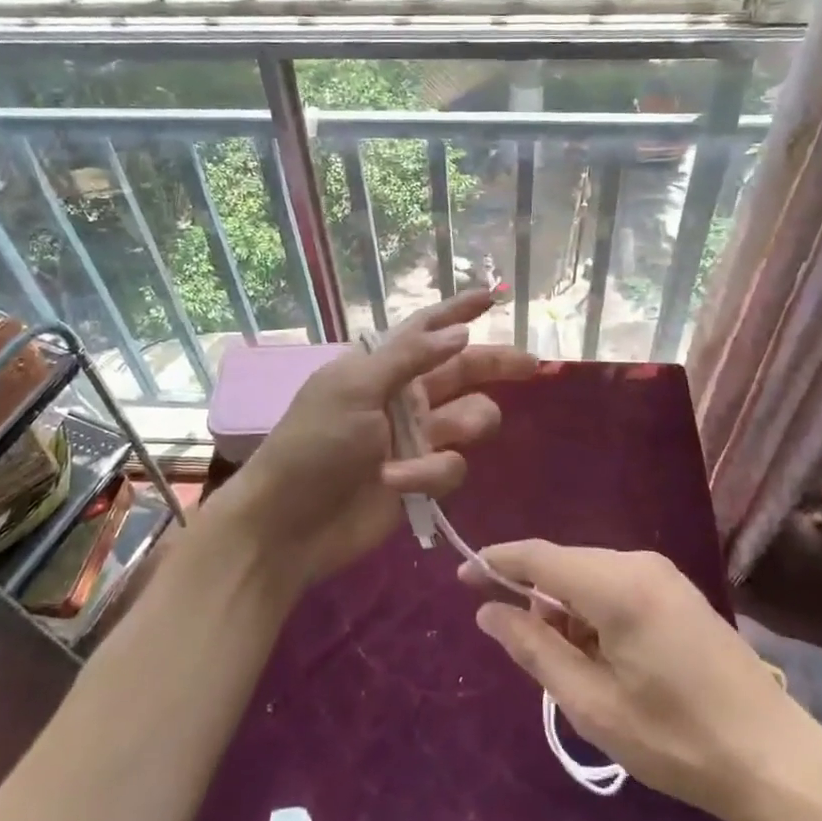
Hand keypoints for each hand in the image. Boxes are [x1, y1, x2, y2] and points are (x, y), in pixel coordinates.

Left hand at [229, 290, 536, 592]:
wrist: (289, 523)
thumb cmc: (314, 444)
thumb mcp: (354, 389)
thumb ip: (410, 358)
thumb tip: (460, 333)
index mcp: (382, 366)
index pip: (426, 330)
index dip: (458, 312)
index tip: (491, 297)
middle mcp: (404, 396)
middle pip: (463, 371)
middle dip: (496, 364)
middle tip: (532, 365)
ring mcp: (416, 438)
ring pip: (470, 419)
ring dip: (465, 425)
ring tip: (442, 436)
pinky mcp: (422, 479)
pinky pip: (452, 466)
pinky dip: (431, 473)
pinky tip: (399, 481)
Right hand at [463, 541, 821, 820]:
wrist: (774, 757)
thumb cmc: (676, 738)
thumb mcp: (593, 704)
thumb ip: (534, 649)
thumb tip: (488, 610)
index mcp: (616, 585)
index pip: (539, 555)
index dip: (497, 561)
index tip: (462, 576)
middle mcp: (638, 562)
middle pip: (565, 564)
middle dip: (535, 597)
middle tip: (527, 651)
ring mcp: (662, 572)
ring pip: (589, 574)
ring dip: (566, 609)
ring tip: (572, 667)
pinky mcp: (676, 589)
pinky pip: (616, 584)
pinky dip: (594, 611)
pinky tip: (603, 656)